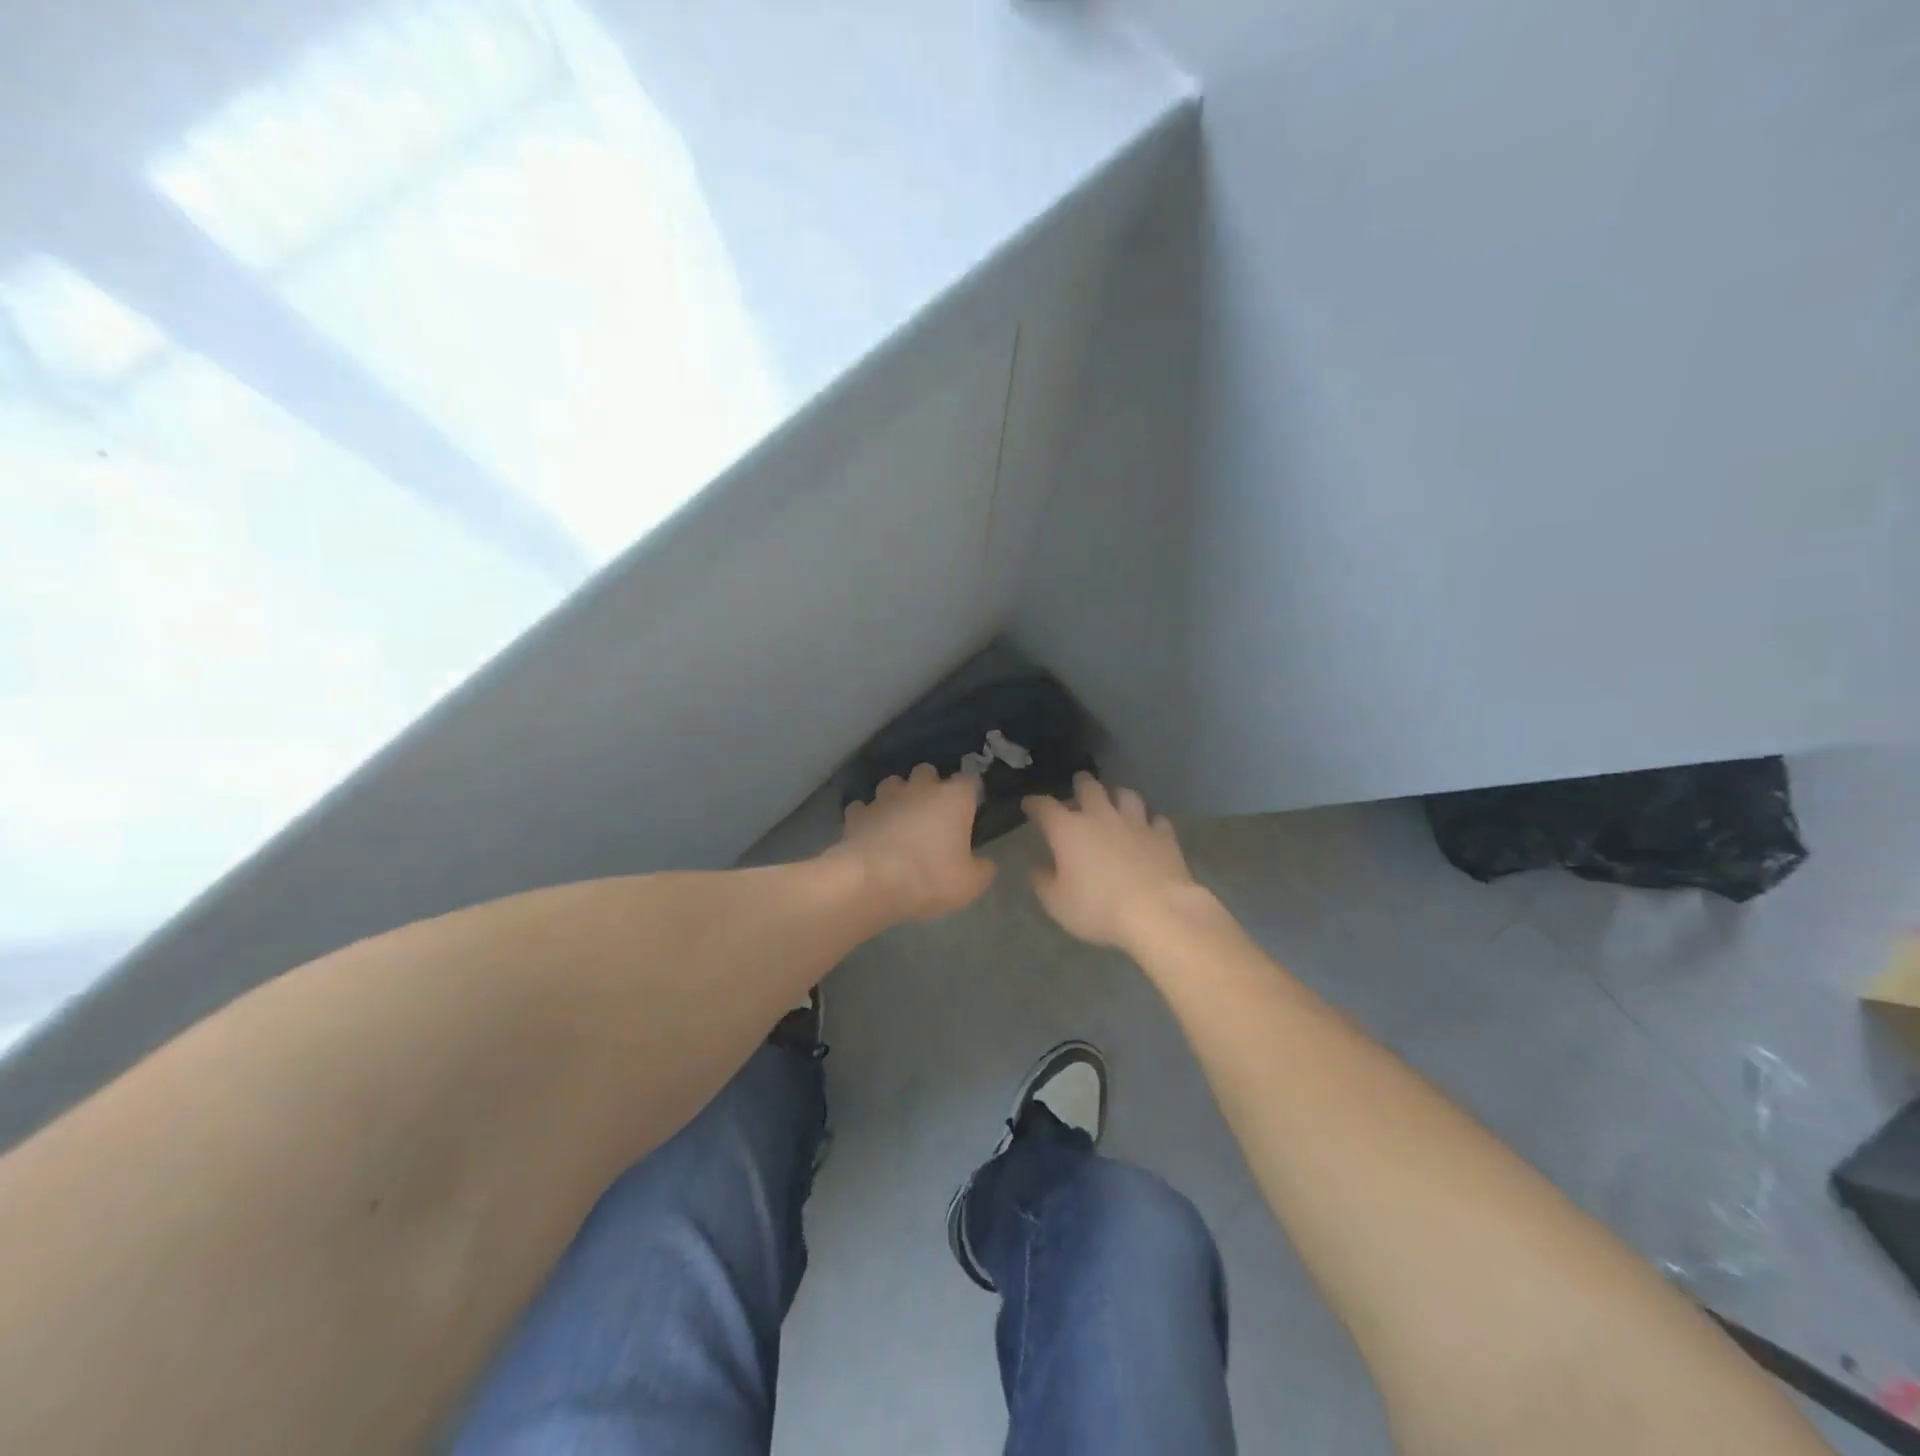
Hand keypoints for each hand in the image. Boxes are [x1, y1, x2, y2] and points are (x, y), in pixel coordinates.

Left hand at [832, 764, 996, 922]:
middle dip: (929, 786)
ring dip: (897, 797)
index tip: (970, 810)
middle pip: (927, 771)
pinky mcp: (857, 813)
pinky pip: (864, 808)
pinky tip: (869, 833)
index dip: (970, 794)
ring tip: (898, 819)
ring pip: (892, 784)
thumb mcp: (971, 884)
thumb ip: (982, 869)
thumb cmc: (930, 878)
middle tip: (932, 813)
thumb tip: (984, 863)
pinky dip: (867, 817)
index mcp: (953, 798)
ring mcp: (884, 797)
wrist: (871, 882)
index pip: (969, 781)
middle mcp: (919, 788)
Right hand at [1023, 773, 1197, 949]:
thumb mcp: (1057, 903)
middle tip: (1078, 786)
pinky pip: (1156, 819)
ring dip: (1117, 795)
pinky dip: (1150, 821)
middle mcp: (1101, 817)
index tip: (1029, 805)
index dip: (1034, 803)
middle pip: (1089, 787)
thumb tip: (1037, 868)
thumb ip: (1043, 882)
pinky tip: (1149, 828)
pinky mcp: (1164, 835)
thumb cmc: (1098, 908)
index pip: (1044, 806)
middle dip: (1080, 784)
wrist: (1158, 912)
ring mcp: (1136, 823)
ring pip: (1126, 795)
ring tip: (1115, 800)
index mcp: (1068, 830)